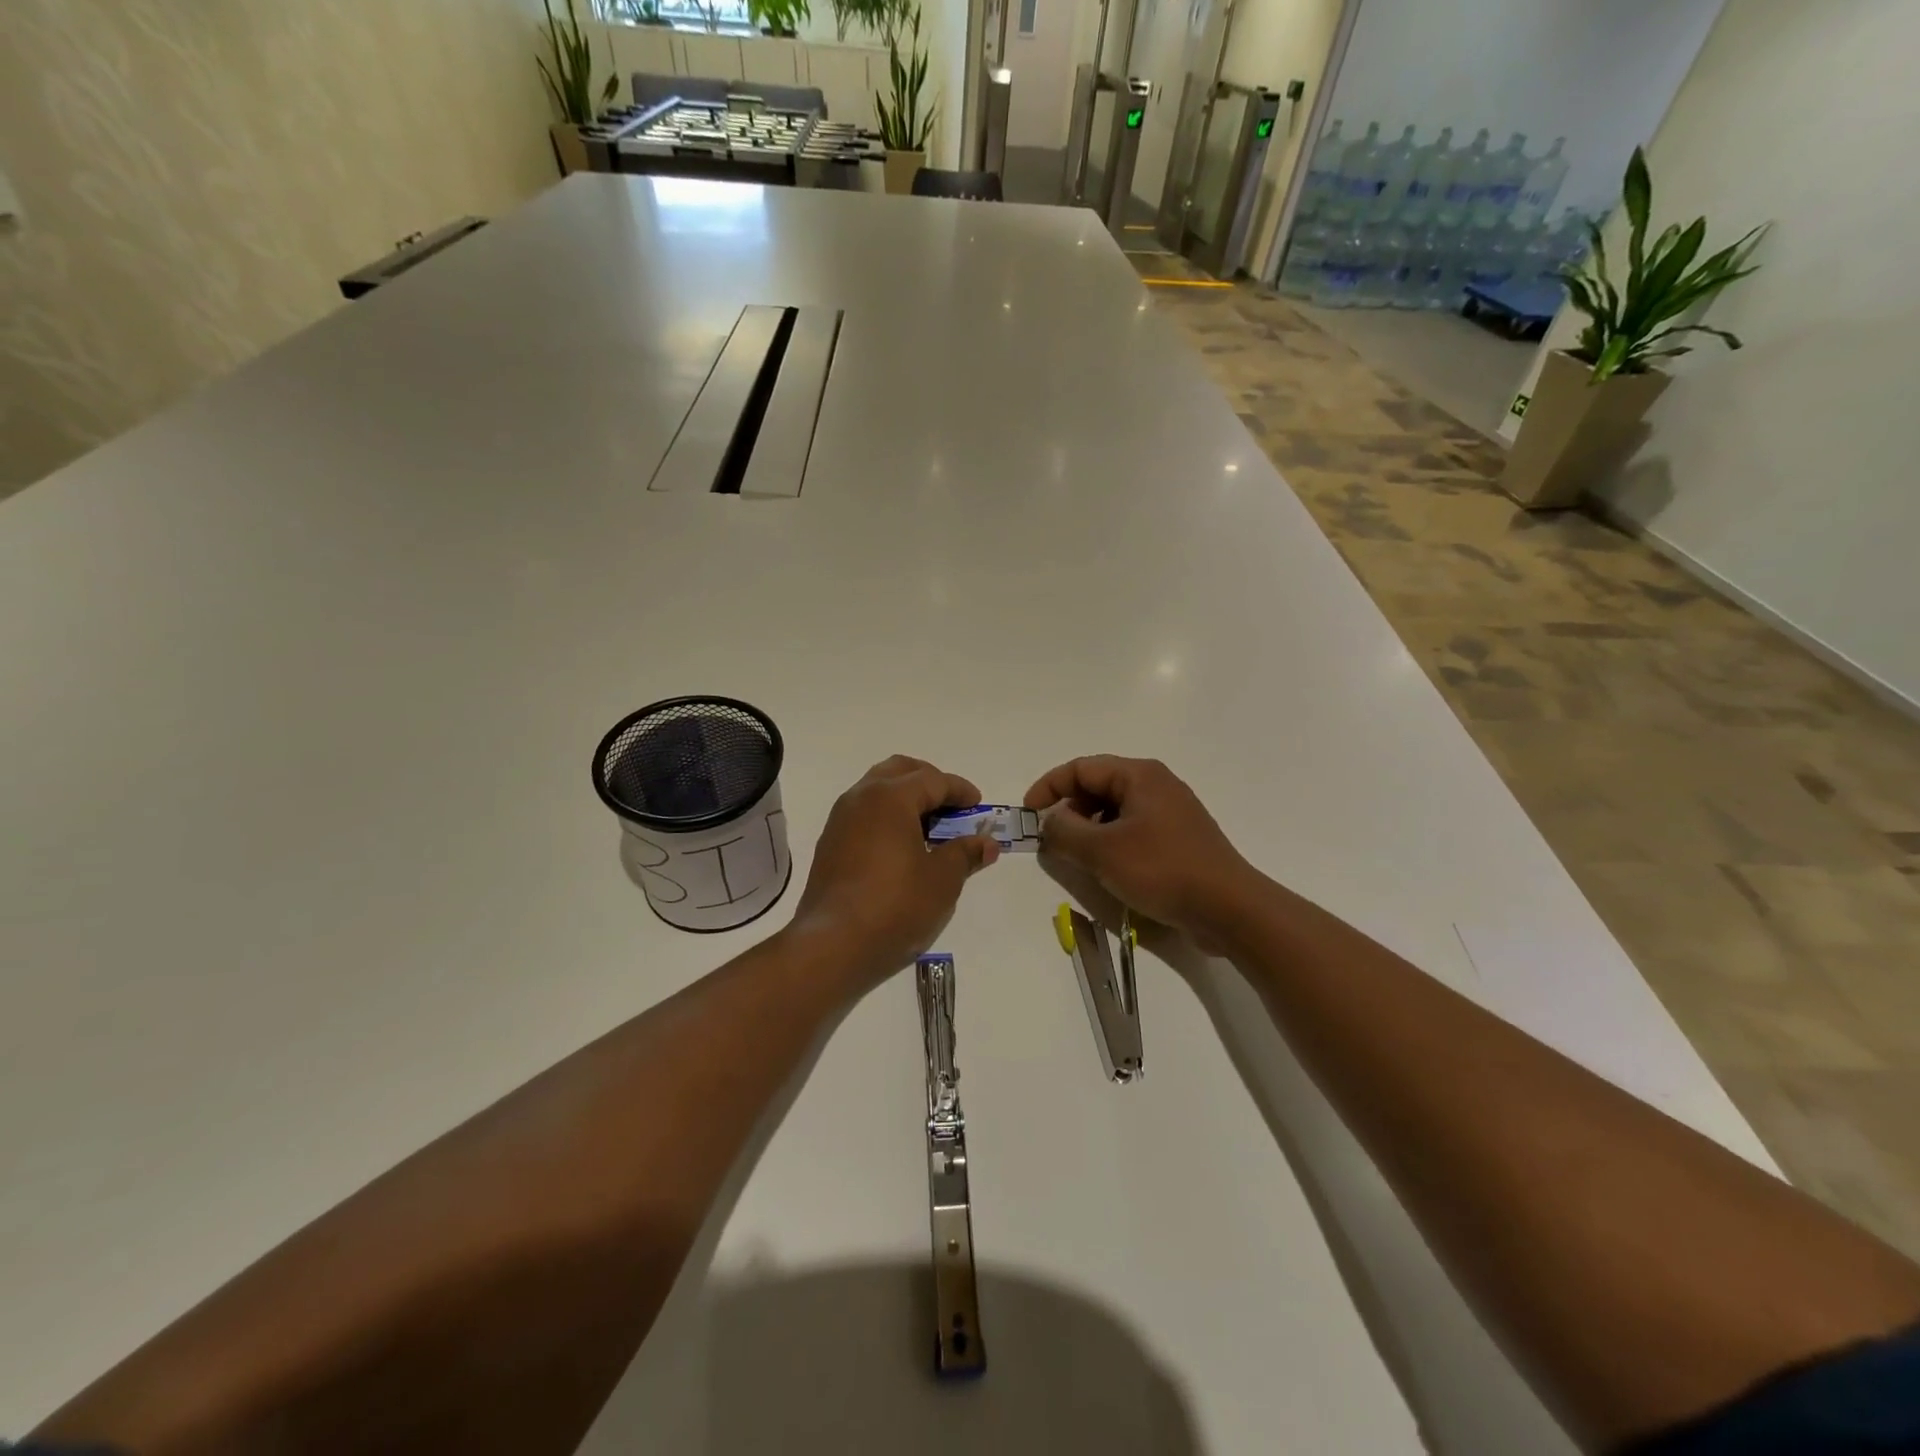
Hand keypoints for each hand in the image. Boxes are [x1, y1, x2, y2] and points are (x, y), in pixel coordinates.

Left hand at [790, 756, 999, 991]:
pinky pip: (864, 815)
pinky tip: (902, 848)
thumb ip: (965, 853)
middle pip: (900, 772)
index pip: (933, 780)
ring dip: (905, 799)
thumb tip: (987, 843)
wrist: (832, 946)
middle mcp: (860, 798)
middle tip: (952, 807)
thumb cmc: (895, 906)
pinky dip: (887, 818)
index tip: (979, 806)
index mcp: (890, 797)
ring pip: (877, 791)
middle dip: (929, 782)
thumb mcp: (942, 880)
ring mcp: (840, 821)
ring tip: (930, 828)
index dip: (960, 790)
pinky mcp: (830, 845)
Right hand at [1024, 756, 1258, 949]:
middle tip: (1053, 840)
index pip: (1081, 768)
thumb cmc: (1162, 870)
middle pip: (1098, 786)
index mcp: (1139, 775)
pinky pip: (1133, 829)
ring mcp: (1171, 812)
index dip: (1048, 787)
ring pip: (1115, 810)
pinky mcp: (1178, 838)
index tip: (1028, 815)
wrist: (1229, 908)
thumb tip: (1049, 822)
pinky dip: (1111, 842)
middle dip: (1069, 810)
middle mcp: (1156, 784)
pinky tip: (1109, 869)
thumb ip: (1065, 832)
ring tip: (1079, 858)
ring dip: (1089, 829)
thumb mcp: (1102, 851)